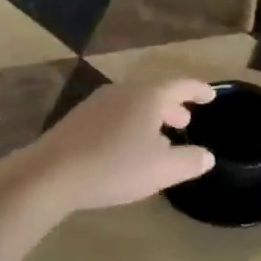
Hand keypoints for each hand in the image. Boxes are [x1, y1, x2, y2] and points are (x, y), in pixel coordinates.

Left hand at [22, 78, 217, 210]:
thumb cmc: (115, 167)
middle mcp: (123, 91)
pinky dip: (130, 124)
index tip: (211, 95)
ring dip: (150, 116)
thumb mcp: (162, 170)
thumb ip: (189, 161)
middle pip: (154, 92)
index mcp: (148, 96)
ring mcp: (97, 103)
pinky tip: (126, 147)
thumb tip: (206, 155)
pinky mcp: (78, 119)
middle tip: (185, 121)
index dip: (198, 90)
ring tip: (158, 137)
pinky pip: (114, 114)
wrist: (50, 174)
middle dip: (173, 106)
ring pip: (133, 103)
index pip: (180, 86)